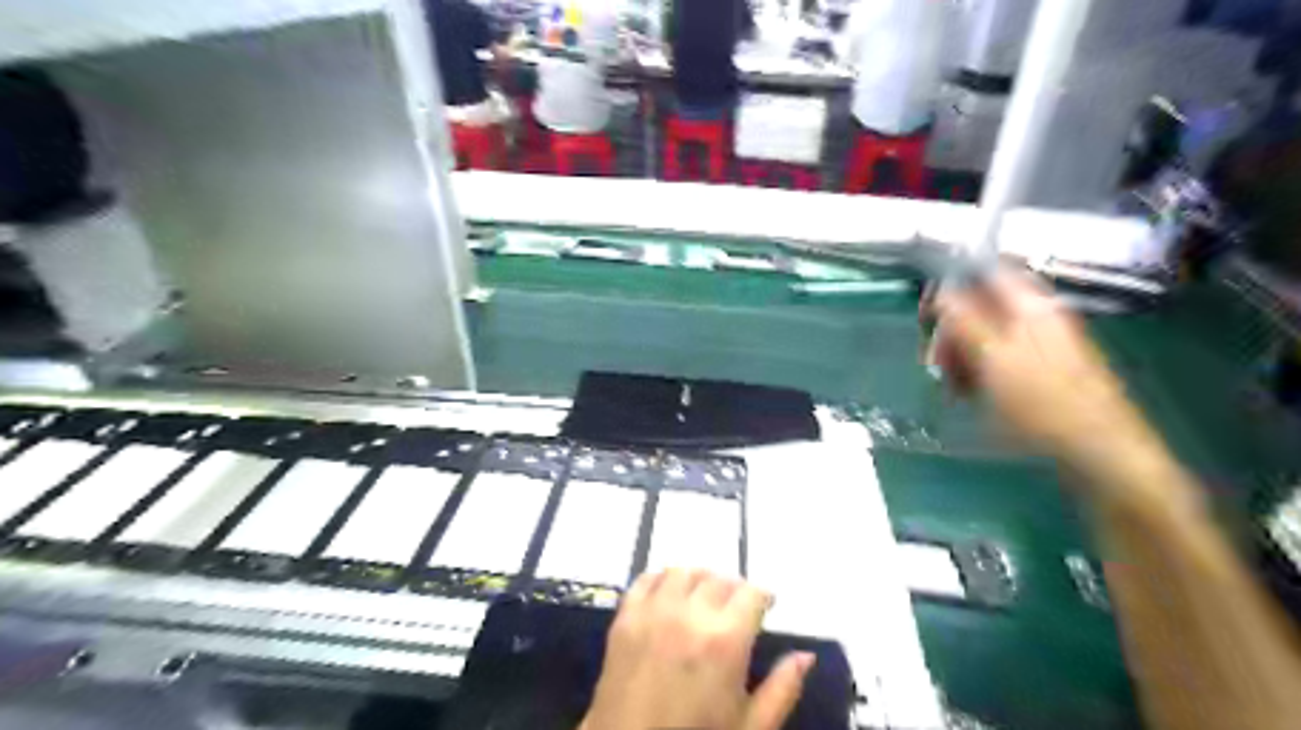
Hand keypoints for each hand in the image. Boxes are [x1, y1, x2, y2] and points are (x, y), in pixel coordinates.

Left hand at [583, 569, 810, 728]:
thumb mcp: (750, 727)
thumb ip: (782, 689)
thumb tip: (806, 656)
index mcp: (725, 641)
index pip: (751, 593)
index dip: (763, 596)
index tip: (765, 606)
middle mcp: (690, 615)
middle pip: (718, 579)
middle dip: (733, 589)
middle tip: (735, 608)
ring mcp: (653, 612)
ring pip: (683, 572)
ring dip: (698, 580)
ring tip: (702, 598)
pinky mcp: (625, 617)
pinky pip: (645, 579)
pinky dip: (662, 580)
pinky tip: (669, 596)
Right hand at [936, 269, 1170, 484]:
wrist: (1099, 448)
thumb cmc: (1042, 402)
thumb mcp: (993, 359)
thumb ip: (964, 319)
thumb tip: (941, 289)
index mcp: (1028, 305)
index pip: (982, 272)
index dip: (949, 285)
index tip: (926, 316)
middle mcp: (1035, 315)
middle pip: (979, 306)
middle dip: (949, 331)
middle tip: (934, 363)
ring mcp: (1040, 342)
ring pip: (984, 334)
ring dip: (959, 355)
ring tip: (951, 387)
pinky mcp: (1040, 368)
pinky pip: (997, 357)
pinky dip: (977, 370)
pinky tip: (968, 394)